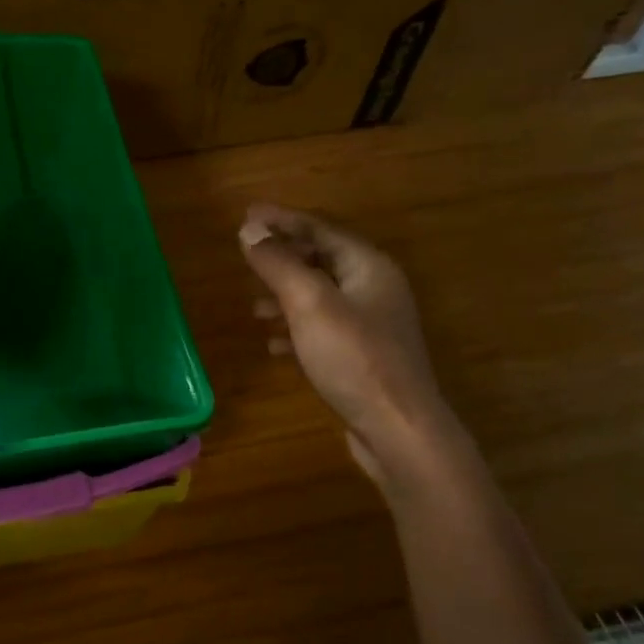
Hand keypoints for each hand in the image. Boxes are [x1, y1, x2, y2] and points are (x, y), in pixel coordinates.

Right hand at [239, 204, 447, 478]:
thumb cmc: (354, 358)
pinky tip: (273, 345)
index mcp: (368, 266)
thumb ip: (279, 264)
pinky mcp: (364, 356)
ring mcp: (372, 324)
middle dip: (283, 256)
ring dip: (286, 294)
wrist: (398, 429)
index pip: (320, 228)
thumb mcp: (309, 304)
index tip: (245, 215)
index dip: (281, 220)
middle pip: (322, 258)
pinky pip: (323, 328)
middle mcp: (375, 288)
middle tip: (246, 255)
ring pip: (321, 296)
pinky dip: (296, 328)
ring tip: (253, 306)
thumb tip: (250, 229)